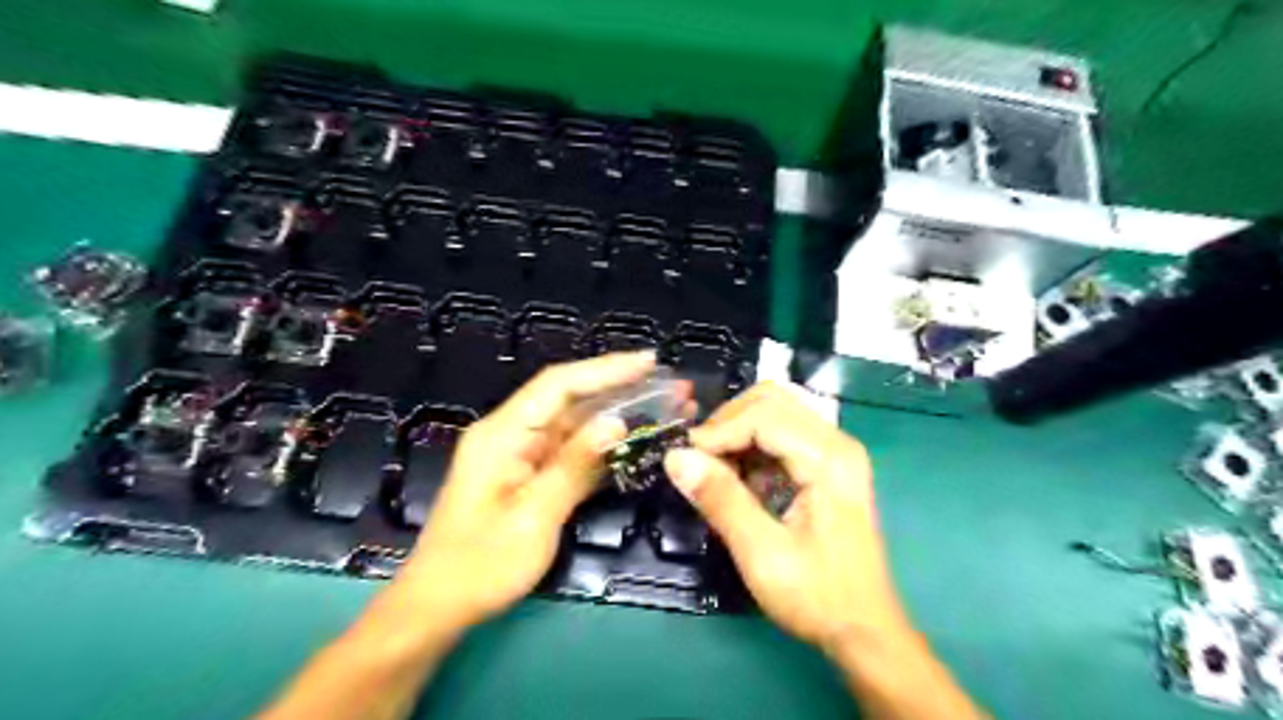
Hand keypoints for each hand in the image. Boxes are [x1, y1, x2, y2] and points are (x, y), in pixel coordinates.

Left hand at [392, 352, 655, 632]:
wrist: (440, 606)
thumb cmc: (481, 565)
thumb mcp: (533, 517)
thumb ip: (574, 465)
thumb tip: (616, 422)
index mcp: (503, 433)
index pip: (560, 385)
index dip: (606, 369)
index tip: (651, 361)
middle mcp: (512, 433)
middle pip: (571, 398)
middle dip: (622, 388)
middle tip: (672, 387)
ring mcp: (522, 454)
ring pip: (576, 424)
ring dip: (619, 415)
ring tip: (666, 408)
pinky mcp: (531, 475)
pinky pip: (572, 450)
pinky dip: (604, 445)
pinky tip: (636, 442)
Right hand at [666, 382, 905, 652]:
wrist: (864, 630)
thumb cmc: (819, 597)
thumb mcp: (762, 554)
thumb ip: (721, 500)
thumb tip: (675, 457)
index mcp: (829, 459)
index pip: (763, 415)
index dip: (718, 431)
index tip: (684, 460)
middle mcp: (835, 442)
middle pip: (770, 401)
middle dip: (726, 423)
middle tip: (699, 461)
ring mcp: (833, 451)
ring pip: (773, 412)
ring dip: (736, 433)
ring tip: (713, 471)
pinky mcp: (825, 464)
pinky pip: (779, 434)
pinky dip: (749, 447)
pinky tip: (736, 479)